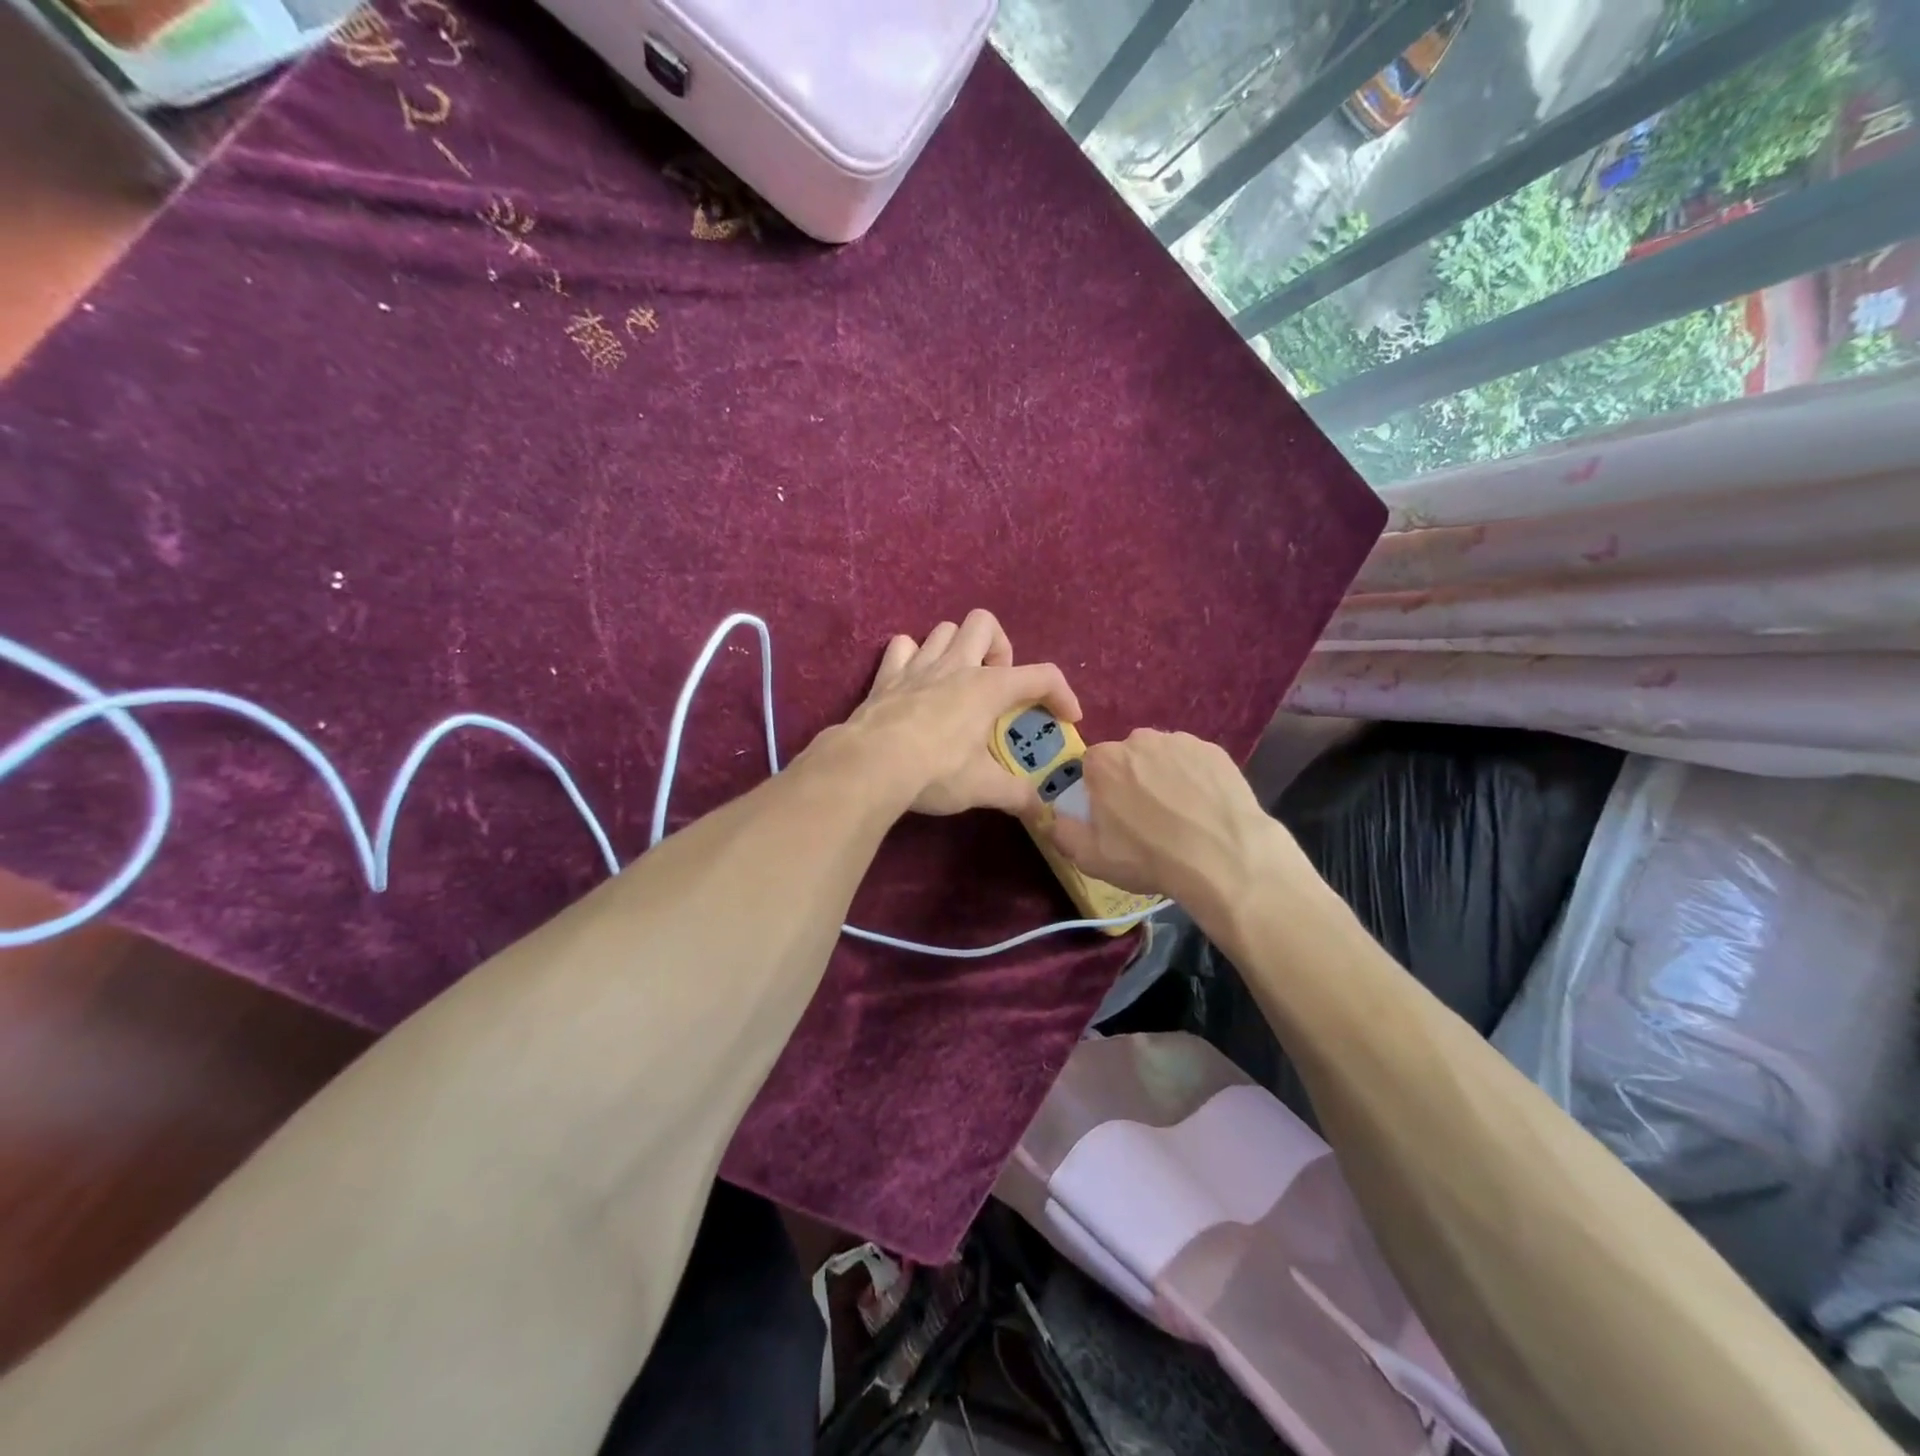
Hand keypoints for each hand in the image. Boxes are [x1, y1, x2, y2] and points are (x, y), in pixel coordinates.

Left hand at [844, 609, 1080, 816]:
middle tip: (997, 685)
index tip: (1067, 718)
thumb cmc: (935, 771)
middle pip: (985, 623)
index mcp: (989, 688)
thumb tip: (1043, 813)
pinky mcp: (886, 676)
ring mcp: (918, 665)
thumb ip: (1018, 796)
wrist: (869, 765)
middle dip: (999, 648)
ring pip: (944, 629)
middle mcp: (957, 666)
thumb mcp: (983, 788)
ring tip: (960, 682)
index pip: (1042, 676)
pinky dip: (913, 657)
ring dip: (958, 648)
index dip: (1063, 694)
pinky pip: (902, 647)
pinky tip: (916, 680)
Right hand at [1040, 728, 1302, 912]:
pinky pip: (1194, 762)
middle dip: (1132, 781)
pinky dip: (1195, 778)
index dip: (1100, 792)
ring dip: (1163, 777)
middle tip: (1147, 818)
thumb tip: (1055, 819)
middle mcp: (1139, 740)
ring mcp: (1180, 742)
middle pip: (1127, 758)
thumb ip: (1063, 833)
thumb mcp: (1091, 858)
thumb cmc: (1149, 857)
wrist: (1224, 857)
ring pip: (1162, 757)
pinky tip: (1204, 807)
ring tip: (1180, 815)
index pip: (1092, 767)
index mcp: (1104, 761)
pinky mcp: (1214, 751)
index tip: (1112, 817)